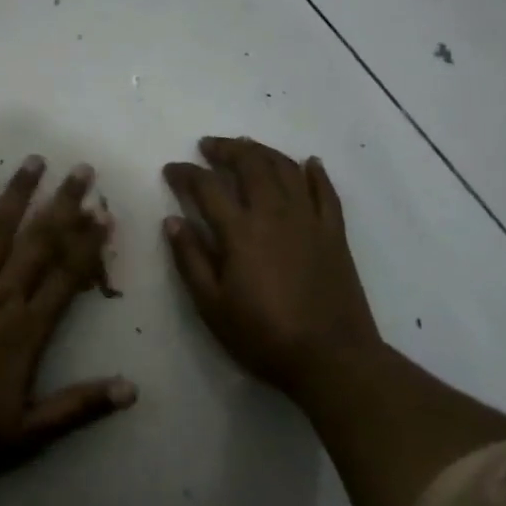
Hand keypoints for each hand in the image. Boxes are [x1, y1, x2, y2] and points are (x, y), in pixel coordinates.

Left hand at [0, 156, 136, 472]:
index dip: (88, 243)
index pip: (66, 276)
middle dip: (63, 204)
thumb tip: (132, 389)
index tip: (105, 213)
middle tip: (82, 170)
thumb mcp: (30, 431)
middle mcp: (0, 296)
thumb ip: (80, 406)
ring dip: (19, 194)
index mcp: (27, 329)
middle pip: (38, 242)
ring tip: (35, 161)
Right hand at [163, 136, 382, 403]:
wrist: (332, 358)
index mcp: (240, 231)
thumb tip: (171, 220)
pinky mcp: (334, 233)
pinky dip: (315, 172)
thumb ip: (190, 259)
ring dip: (263, 151)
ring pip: (285, 168)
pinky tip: (309, 162)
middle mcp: (274, 213)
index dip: (185, 173)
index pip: (206, 186)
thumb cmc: (263, 336)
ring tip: (247, 146)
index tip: (171, 169)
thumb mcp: (212, 306)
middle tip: (209, 146)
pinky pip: (326, 191)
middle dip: (226, 149)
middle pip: (250, 164)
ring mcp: (308, 219)